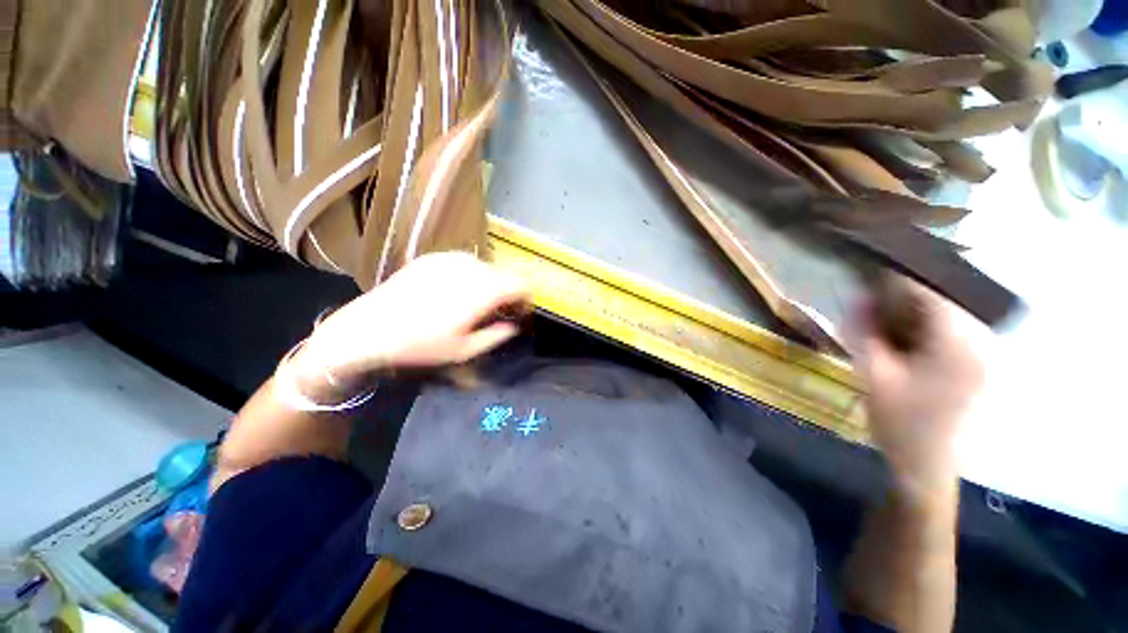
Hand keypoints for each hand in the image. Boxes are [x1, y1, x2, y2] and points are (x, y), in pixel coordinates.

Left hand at [294, 252, 530, 385]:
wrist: (369, 327)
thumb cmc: (421, 344)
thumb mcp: (465, 350)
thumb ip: (497, 335)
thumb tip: (513, 325)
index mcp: (483, 290)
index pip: (522, 284)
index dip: (527, 297)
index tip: (520, 312)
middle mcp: (472, 267)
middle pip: (506, 273)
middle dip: (509, 291)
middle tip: (499, 311)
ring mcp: (451, 258)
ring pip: (486, 266)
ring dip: (490, 282)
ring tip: (476, 302)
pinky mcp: (434, 256)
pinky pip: (465, 262)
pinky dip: (470, 275)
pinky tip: (454, 291)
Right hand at [851, 278, 987, 497]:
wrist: (924, 466)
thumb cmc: (899, 422)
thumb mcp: (873, 375)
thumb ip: (865, 332)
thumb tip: (859, 297)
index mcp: (957, 345)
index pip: (931, 293)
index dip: (898, 279)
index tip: (868, 271)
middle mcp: (977, 344)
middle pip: (941, 301)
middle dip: (903, 295)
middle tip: (868, 298)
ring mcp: (979, 356)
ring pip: (944, 316)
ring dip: (911, 311)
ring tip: (880, 315)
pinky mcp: (972, 366)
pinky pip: (947, 332)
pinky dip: (921, 327)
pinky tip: (898, 337)